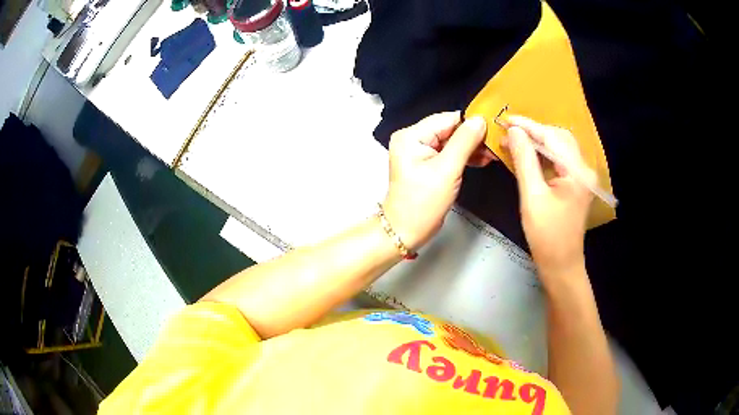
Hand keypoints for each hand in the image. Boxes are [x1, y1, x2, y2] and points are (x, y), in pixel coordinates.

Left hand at [383, 112, 493, 249]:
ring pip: (452, 141)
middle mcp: (413, 139)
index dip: (471, 123)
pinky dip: (464, 156)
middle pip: (450, 129)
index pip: (447, 119)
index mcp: (411, 136)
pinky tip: (481, 159)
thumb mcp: (447, 170)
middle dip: (473, 136)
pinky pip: (449, 153)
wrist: (406, 231)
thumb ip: (464, 142)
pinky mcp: (427, 163)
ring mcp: (420, 152)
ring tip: (491, 153)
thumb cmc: (421, 205)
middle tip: (495, 144)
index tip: (493, 128)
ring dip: (472, 147)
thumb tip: (479, 121)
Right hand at [502, 115, 594, 280]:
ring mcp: (582, 177)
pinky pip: (560, 160)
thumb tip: (514, 132)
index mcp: (577, 172)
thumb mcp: (532, 196)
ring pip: (560, 147)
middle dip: (534, 131)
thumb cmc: (546, 236)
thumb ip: (525, 160)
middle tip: (509, 131)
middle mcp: (584, 170)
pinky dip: (544, 154)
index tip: (505, 119)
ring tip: (514, 141)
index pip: (552, 137)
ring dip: (538, 141)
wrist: (561, 265)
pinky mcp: (577, 184)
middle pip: (559, 138)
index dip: (528, 126)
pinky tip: (528, 154)